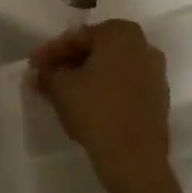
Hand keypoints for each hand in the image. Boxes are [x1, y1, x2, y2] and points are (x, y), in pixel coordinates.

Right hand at [29, 19, 173, 192]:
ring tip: (63, 91)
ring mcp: (155, 72)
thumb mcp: (61, 89)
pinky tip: (87, 103)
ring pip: (112, 67)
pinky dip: (105, 88)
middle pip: (97, 49)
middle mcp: (143, 45)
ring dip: (87, 75)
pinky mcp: (158, 97)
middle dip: (70, 61)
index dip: (51, 51)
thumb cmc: (96, 111)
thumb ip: (46, 75)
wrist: (135, 159)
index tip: (33, 65)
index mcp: (121, 33)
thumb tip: (36, 74)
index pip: (78, 37)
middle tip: (47, 75)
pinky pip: (125, 84)